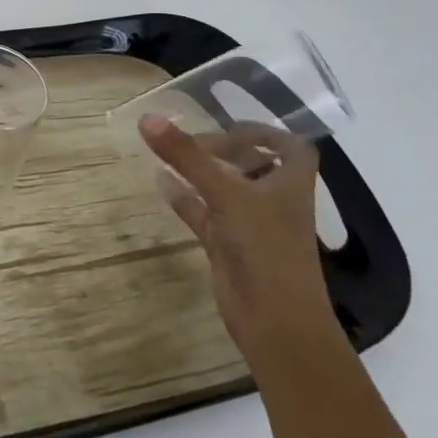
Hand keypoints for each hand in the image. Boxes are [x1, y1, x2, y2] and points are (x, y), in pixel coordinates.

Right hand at [139, 116, 340, 367]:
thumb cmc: (265, 247)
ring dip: (201, 172)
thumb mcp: (226, 193)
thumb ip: (187, 156)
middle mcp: (274, 200)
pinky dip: (184, 197)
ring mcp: (251, 225)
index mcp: (290, 182)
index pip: (288, 146)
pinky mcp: (229, 246)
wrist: (275, 320)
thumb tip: (147, 118)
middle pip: (254, 165)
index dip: (262, 133)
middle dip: (224, 150)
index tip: (226, 126)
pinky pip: (204, 213)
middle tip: (189, 141)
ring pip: (225, 189)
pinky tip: (159, 182)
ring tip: (169, 154)